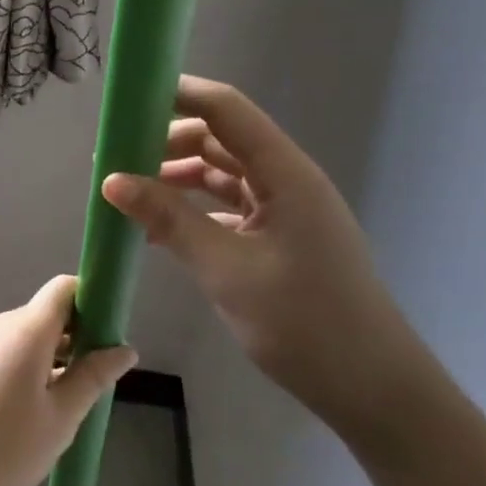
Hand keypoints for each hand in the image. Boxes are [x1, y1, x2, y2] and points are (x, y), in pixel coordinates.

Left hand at [0, 276, 136, 485]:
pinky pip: (12, 353)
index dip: (93, 301)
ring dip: (59, 357)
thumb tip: (124, 348)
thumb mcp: (60, 418)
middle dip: (80, 336)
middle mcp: (2, 325)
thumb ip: (92, 378)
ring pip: (32, 336)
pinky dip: (35, 368)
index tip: (113, 335)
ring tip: (76, 402)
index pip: (65, 288)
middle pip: (50, 312)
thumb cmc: (2, 448)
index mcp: (26, 328)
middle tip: (103, 379)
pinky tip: (42, 411)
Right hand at [102, 76, 436, 451]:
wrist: (374, 391)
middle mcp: (285, 180)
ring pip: (220, 174)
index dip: (178, 93)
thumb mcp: (226, 269)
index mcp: (285, 173)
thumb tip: (111, 181)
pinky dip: (191, 211)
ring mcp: (283, 210)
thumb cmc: (305, 323)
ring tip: (127, 194)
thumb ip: (169, 219)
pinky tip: (157, 231)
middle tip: (115, 159)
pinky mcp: (278, 239)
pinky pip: (226, 208)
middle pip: (219, 138)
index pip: (225, 109)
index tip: (127, 100)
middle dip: (166, 142)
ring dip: (175, 178)